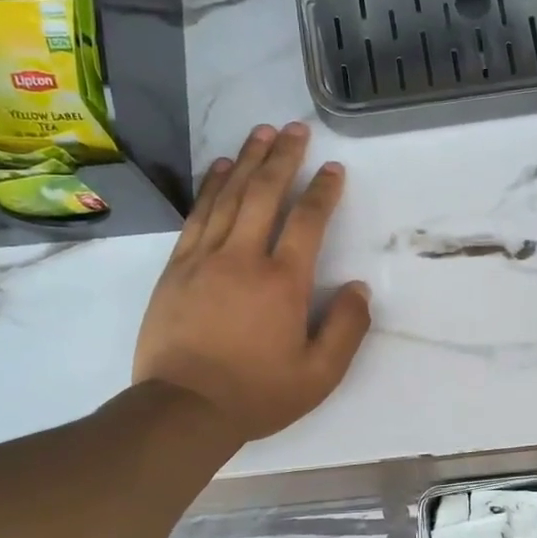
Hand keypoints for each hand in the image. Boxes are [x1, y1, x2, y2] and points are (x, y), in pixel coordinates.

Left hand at [133, 123, 372, 441]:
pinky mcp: (176, 268)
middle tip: (295, 128)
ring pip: (229, 197)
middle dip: (283, 157)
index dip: (323, 191)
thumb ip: (347, 329)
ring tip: (262, 133)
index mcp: (284, 282)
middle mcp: (244, 258)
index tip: (333, 168)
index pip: (308, 221)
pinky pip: (197, 215)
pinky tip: (221, 169)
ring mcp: (205, 259)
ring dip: (248, 161)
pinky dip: (212, 187)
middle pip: (265, 194)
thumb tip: (359, 288)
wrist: (183, 409)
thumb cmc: (257, 394)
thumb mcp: (319, 376)